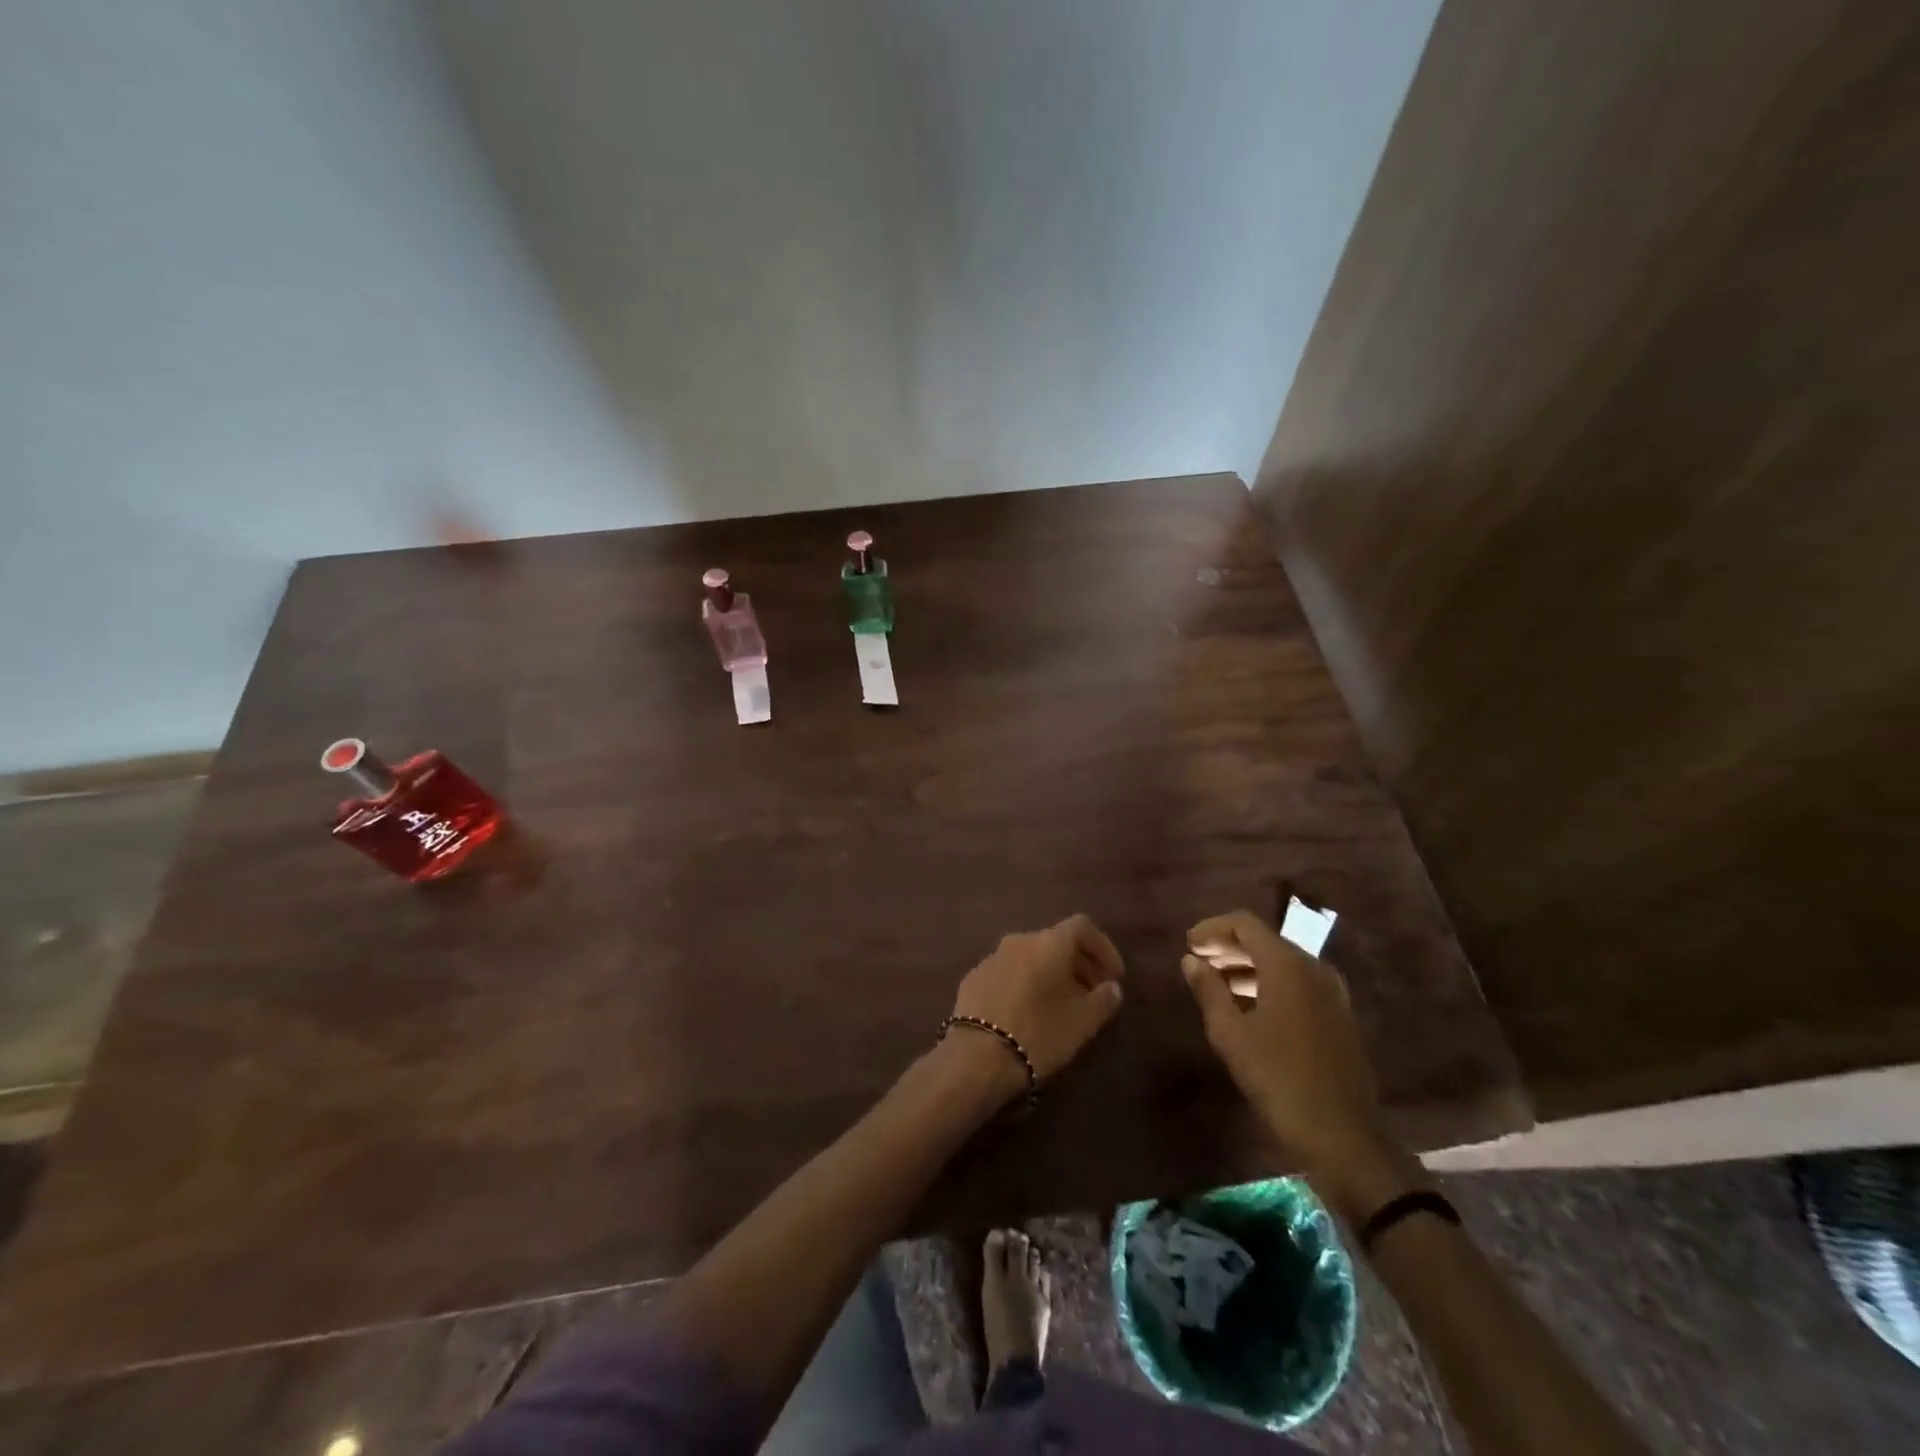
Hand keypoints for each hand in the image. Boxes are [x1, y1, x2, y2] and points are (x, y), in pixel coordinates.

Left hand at [951, 914, 1125, 1082]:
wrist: (976, 1057)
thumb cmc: (1038, 1033)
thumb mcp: (1082, 1022)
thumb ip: (1103, 1000)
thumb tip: (1112, 987)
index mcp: (1048, 943)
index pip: (1082, 926)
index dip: (1103, 948)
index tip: (1114, 976)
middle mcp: (1019, 940)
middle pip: (1055, 941)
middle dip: (1079, 964)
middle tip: (1093, 993)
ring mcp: (992, 957)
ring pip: (1030, 957)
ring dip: (1051, 974)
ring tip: (1062, 1005)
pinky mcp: (973, 978)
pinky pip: (1009, 972)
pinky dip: (1026, 983)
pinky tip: (1028, 1012)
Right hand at [1182, 910, 1387, 1179]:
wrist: (1342, 1137)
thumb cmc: (1278, 1079)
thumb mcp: (1230, 1034)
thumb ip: (1208, 990)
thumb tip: (1191, 960)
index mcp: (1287, 966)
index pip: (1246, 924)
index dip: (1213, 928)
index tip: (1189, 944)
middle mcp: (1314, 969)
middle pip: (1266, 941)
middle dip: (1229, 946)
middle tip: (1198, 961)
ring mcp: (1332, 994)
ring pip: (1283, 963)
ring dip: (1248, 966)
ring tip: (1216, 984)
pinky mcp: (1339, 1018)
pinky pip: (1299, 985)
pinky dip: (1270, 984)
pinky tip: (1249, 1008)